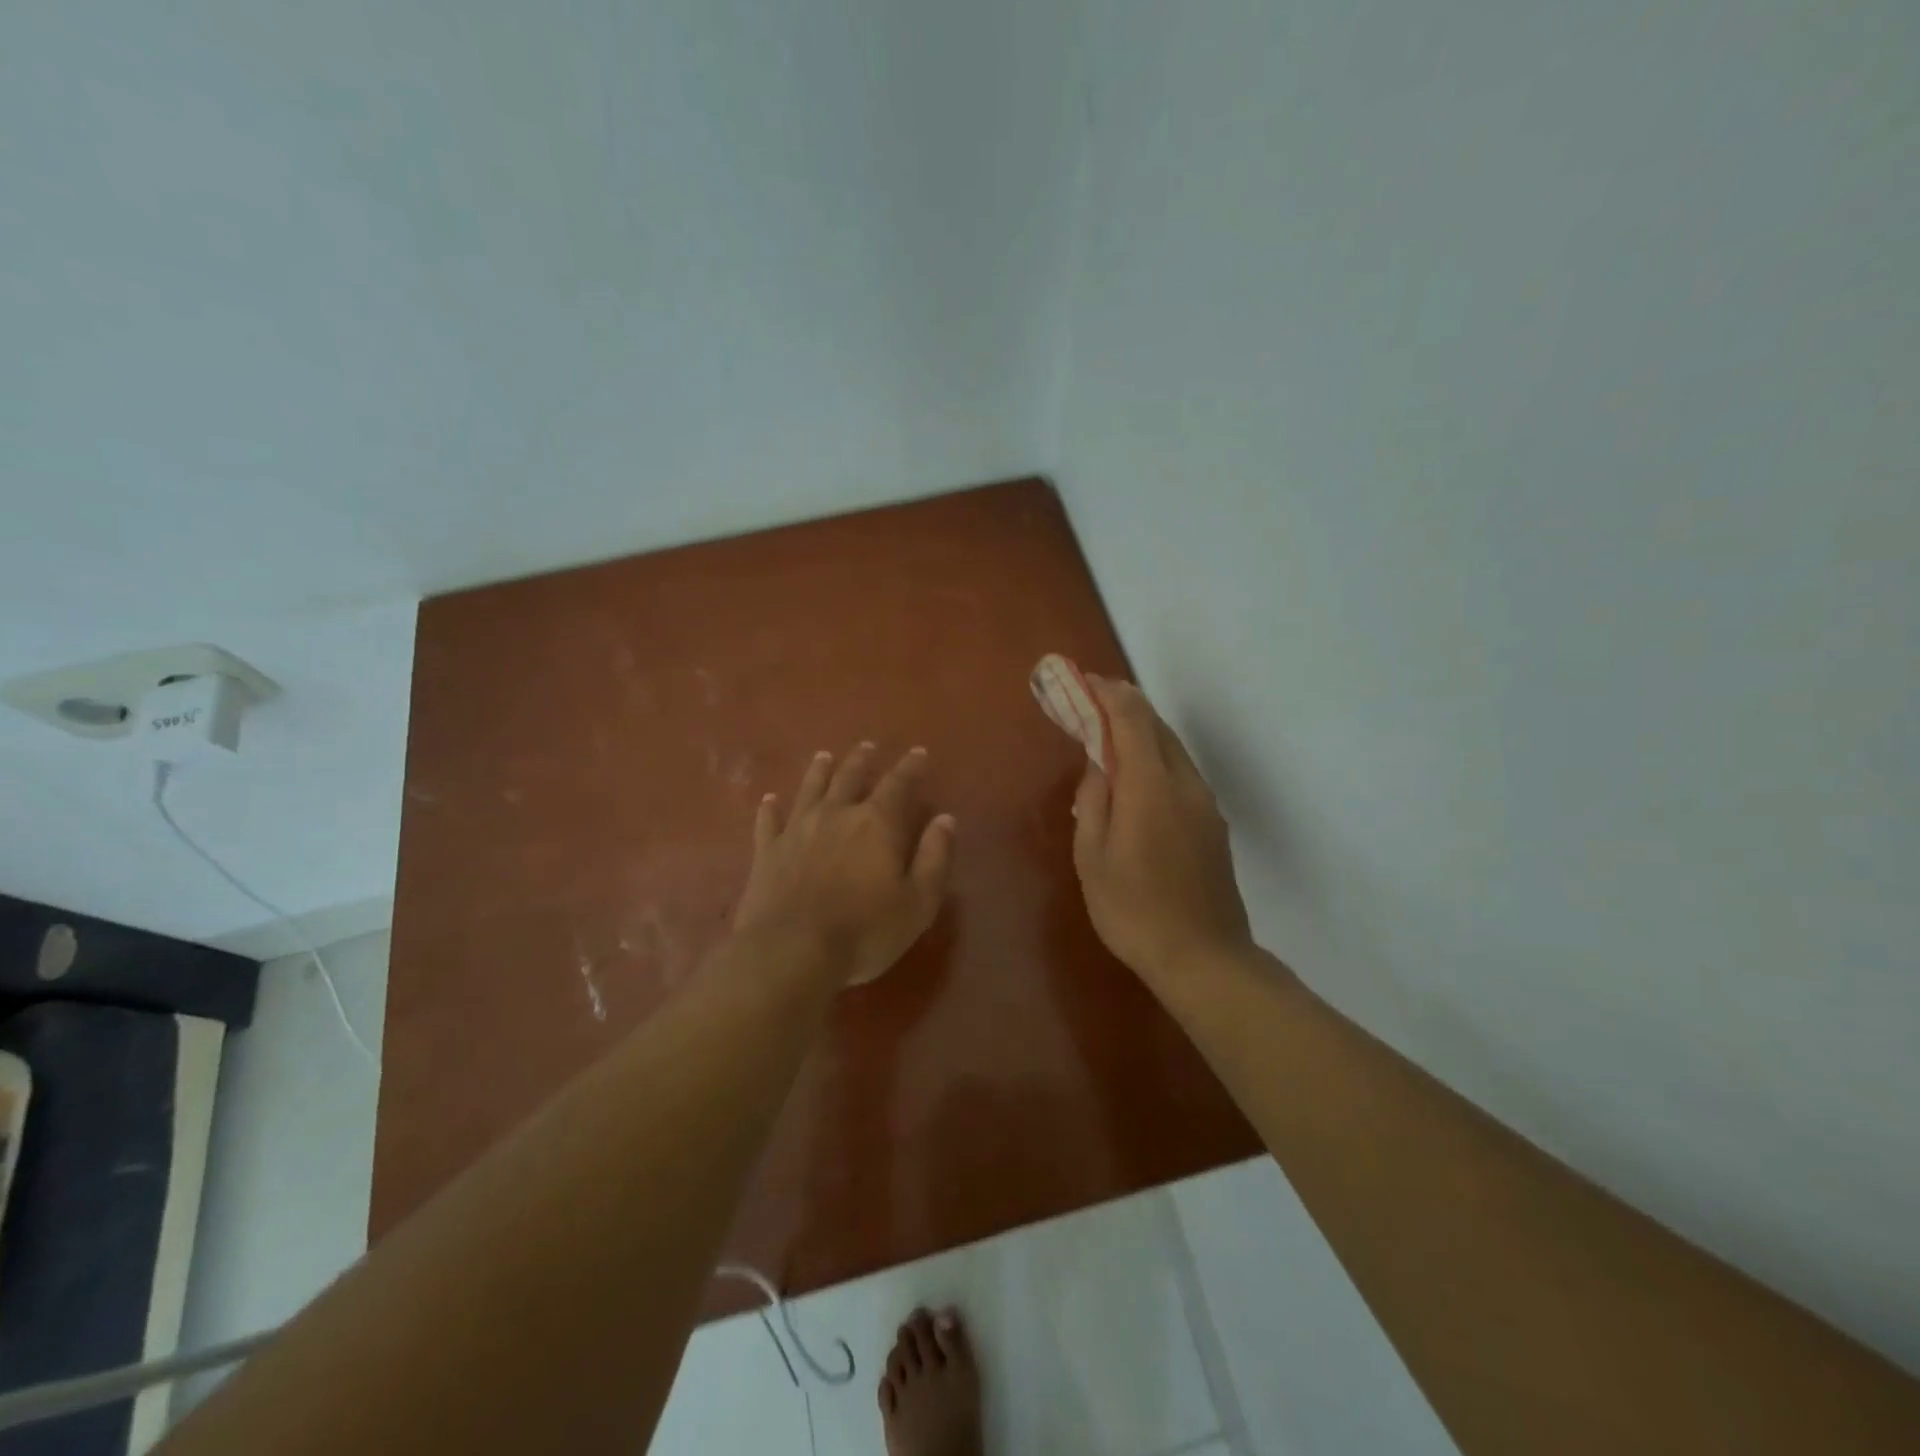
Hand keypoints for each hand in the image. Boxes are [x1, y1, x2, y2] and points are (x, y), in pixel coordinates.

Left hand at [734, 743, 955, 986]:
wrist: (790, 951)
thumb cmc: (865, 931)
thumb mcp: (918, 902)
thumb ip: (934, 857)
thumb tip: (945, 819)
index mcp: (877, 824)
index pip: (898, 784)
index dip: (910, 766)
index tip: (918, 752)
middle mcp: (836, 815)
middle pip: (850, 777)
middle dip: (862, 760)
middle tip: (867, 746)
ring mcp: (797, 830)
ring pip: (810, 789)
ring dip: (819, 771)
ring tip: (824, 756)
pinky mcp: (767, 852)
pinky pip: (768, 821)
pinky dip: (770, 808)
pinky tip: (769, 800)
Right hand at [1071, 678, 1253, 987]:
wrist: (1204, 958)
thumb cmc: (1134, 911)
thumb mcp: (1093, 858)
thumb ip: (1094, 801)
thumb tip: (1098, 765)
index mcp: (1151, 787)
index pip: (1132, 719)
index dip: (1107, 694)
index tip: (1083, 682)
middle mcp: (1184, 783)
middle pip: (1156, 726)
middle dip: (1124, 706)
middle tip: (1090, 702)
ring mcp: (1205, 803)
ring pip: (1172, 748)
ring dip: (1141, 731)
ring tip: (1108, 733)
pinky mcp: (1213, 823)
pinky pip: (1180, 772)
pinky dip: (1155, 757)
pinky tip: (1136, 775)